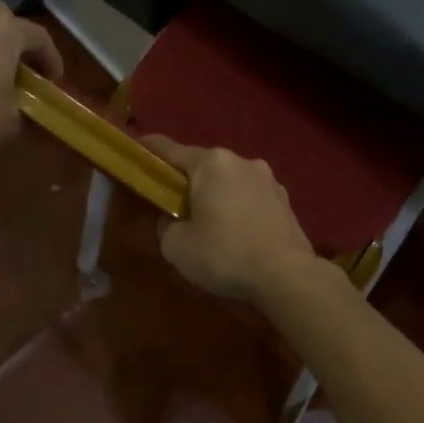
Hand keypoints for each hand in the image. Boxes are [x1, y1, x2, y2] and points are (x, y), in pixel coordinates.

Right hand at [144, 137, 317, 302]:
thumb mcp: (177, 246)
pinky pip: (251, 198)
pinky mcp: (285, 201)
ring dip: (217, 195)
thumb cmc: (225, 253)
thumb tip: (175, 221)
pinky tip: (237, 232)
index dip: (149, 149)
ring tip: (209, 222)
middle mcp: (242, 161)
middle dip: (188, 181)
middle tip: (173, 203)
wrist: (286, 274)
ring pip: (231, 182)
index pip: (170, 150)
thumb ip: (167, 227)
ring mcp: (268, 179)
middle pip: (204, 166)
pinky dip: (239, 209)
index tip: (136, 148)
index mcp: (212, 163)